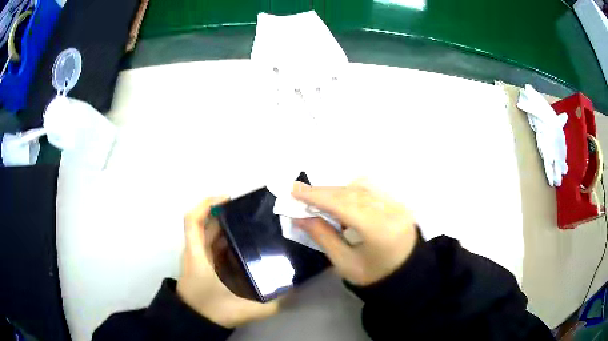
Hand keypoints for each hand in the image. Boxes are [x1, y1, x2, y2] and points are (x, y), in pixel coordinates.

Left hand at [177, 197, 279, 327]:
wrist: (193, 321)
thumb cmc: (210, 311)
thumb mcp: (242, 310)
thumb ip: (270, 305)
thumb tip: (292, 292)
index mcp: (197, 256)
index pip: (193, 221)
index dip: (207, 204)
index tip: (229, 199)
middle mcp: (196, 252)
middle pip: (205, 223)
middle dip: (224, 212)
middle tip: (251, 211)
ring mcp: (198, 258)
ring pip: (209, 233)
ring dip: (226, 225)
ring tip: (250, 223)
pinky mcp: (203, 264)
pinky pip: (213, 244)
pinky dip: (226, 238)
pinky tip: (244, 243)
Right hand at [292, 181, 417, 285]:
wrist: (406, 278)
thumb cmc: (374, 277)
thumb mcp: (345, 263)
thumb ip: (323, 237)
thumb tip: (299, 217)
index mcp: (378, 230)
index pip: (344, 205)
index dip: (317, 196)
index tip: (294, 190)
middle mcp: (390, 212)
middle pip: (352, 193)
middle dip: (324, 191)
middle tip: (299, 191)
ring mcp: (397, 206)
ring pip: (362, 189)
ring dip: (337, 191)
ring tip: (316, 197)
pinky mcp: (399, 205)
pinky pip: (371, 192)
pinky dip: (351, 192)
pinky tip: (339, 200)